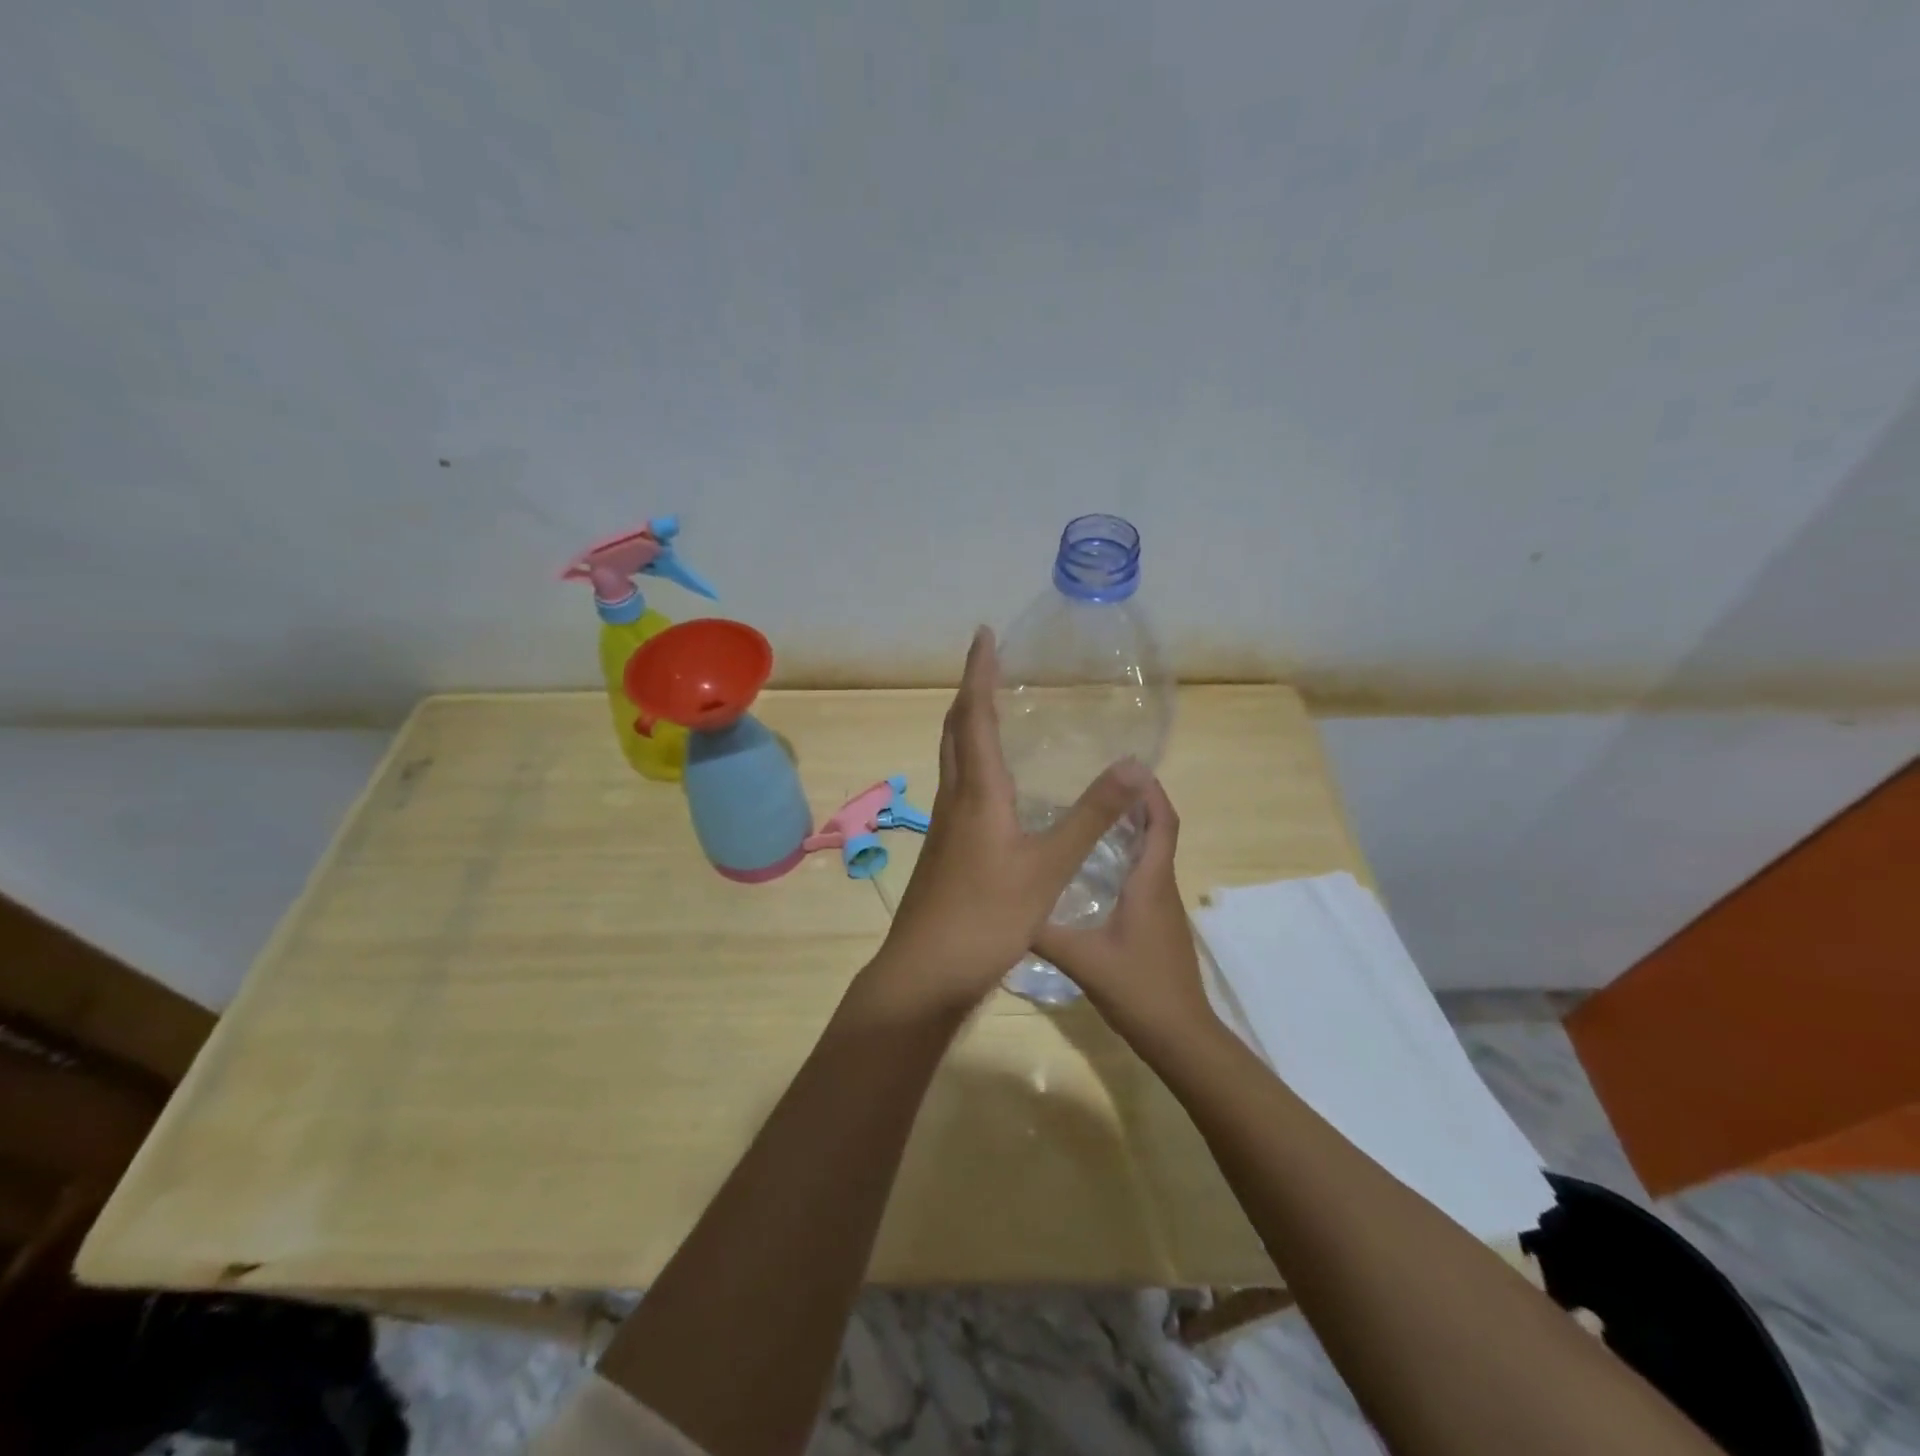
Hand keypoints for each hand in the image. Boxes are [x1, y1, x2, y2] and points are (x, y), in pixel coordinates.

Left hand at [875, 627, 1146, 1013]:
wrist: (926, 972)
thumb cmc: (986, 916)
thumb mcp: (1049, 866)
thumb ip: (1091, 816)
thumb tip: (1133, 764)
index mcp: (977, 792)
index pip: (974, 716)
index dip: (979, 672)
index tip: (984, 634)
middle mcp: (954, 799)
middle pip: (955, 731)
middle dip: (970, 693)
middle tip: (990, 666)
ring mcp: (945, 827)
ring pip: (953, 760)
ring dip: (968, 727)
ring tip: (992, 712)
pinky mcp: (946, 851)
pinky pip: (959, 788)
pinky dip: (974, 764)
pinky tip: (996, 786)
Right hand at [1032, 778, 1215, 1050]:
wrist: (1180, 1036)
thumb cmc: (1138, 990)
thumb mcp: (1082, 959)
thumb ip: (1043, 932)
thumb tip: (1002, 906)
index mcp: (1150, 883)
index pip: (1162, 823)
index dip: (1150, 792)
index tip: (1127, 767)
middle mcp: (1161, 887)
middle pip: (1159, 831)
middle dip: (1136, 803)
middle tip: (1097, 783)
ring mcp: (1163, 907)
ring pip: (1152, 855)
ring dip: (1132, 829)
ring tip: (1090, 814)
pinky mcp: (1158, 924)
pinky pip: (1146, 876)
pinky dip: (1128, 857)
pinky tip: (1094, 868)